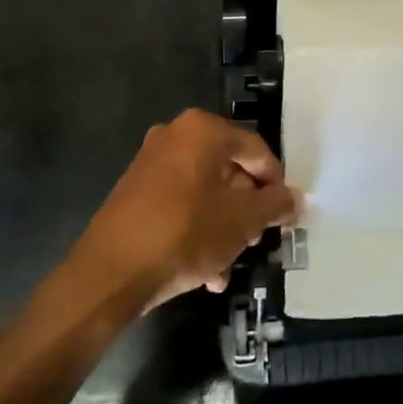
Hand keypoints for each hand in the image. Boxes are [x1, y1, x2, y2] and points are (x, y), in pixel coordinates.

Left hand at [72, 110, 297, 310]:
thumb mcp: (242, 221)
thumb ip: (274, 205)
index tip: (283, 215)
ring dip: (223, 226)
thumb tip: (293, 199)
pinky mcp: (134, 191)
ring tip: (229, 264)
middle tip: (256, 240)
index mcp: (203, 130)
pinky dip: (196, 229)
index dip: (275, 184)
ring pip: (205, 191)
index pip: (256, 150)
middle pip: (229, 170)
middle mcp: (175, 135)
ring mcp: (150, 162)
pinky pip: (180, 204)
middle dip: (246, 209)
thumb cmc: (185, 233)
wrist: (109, 273)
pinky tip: (205, 271)